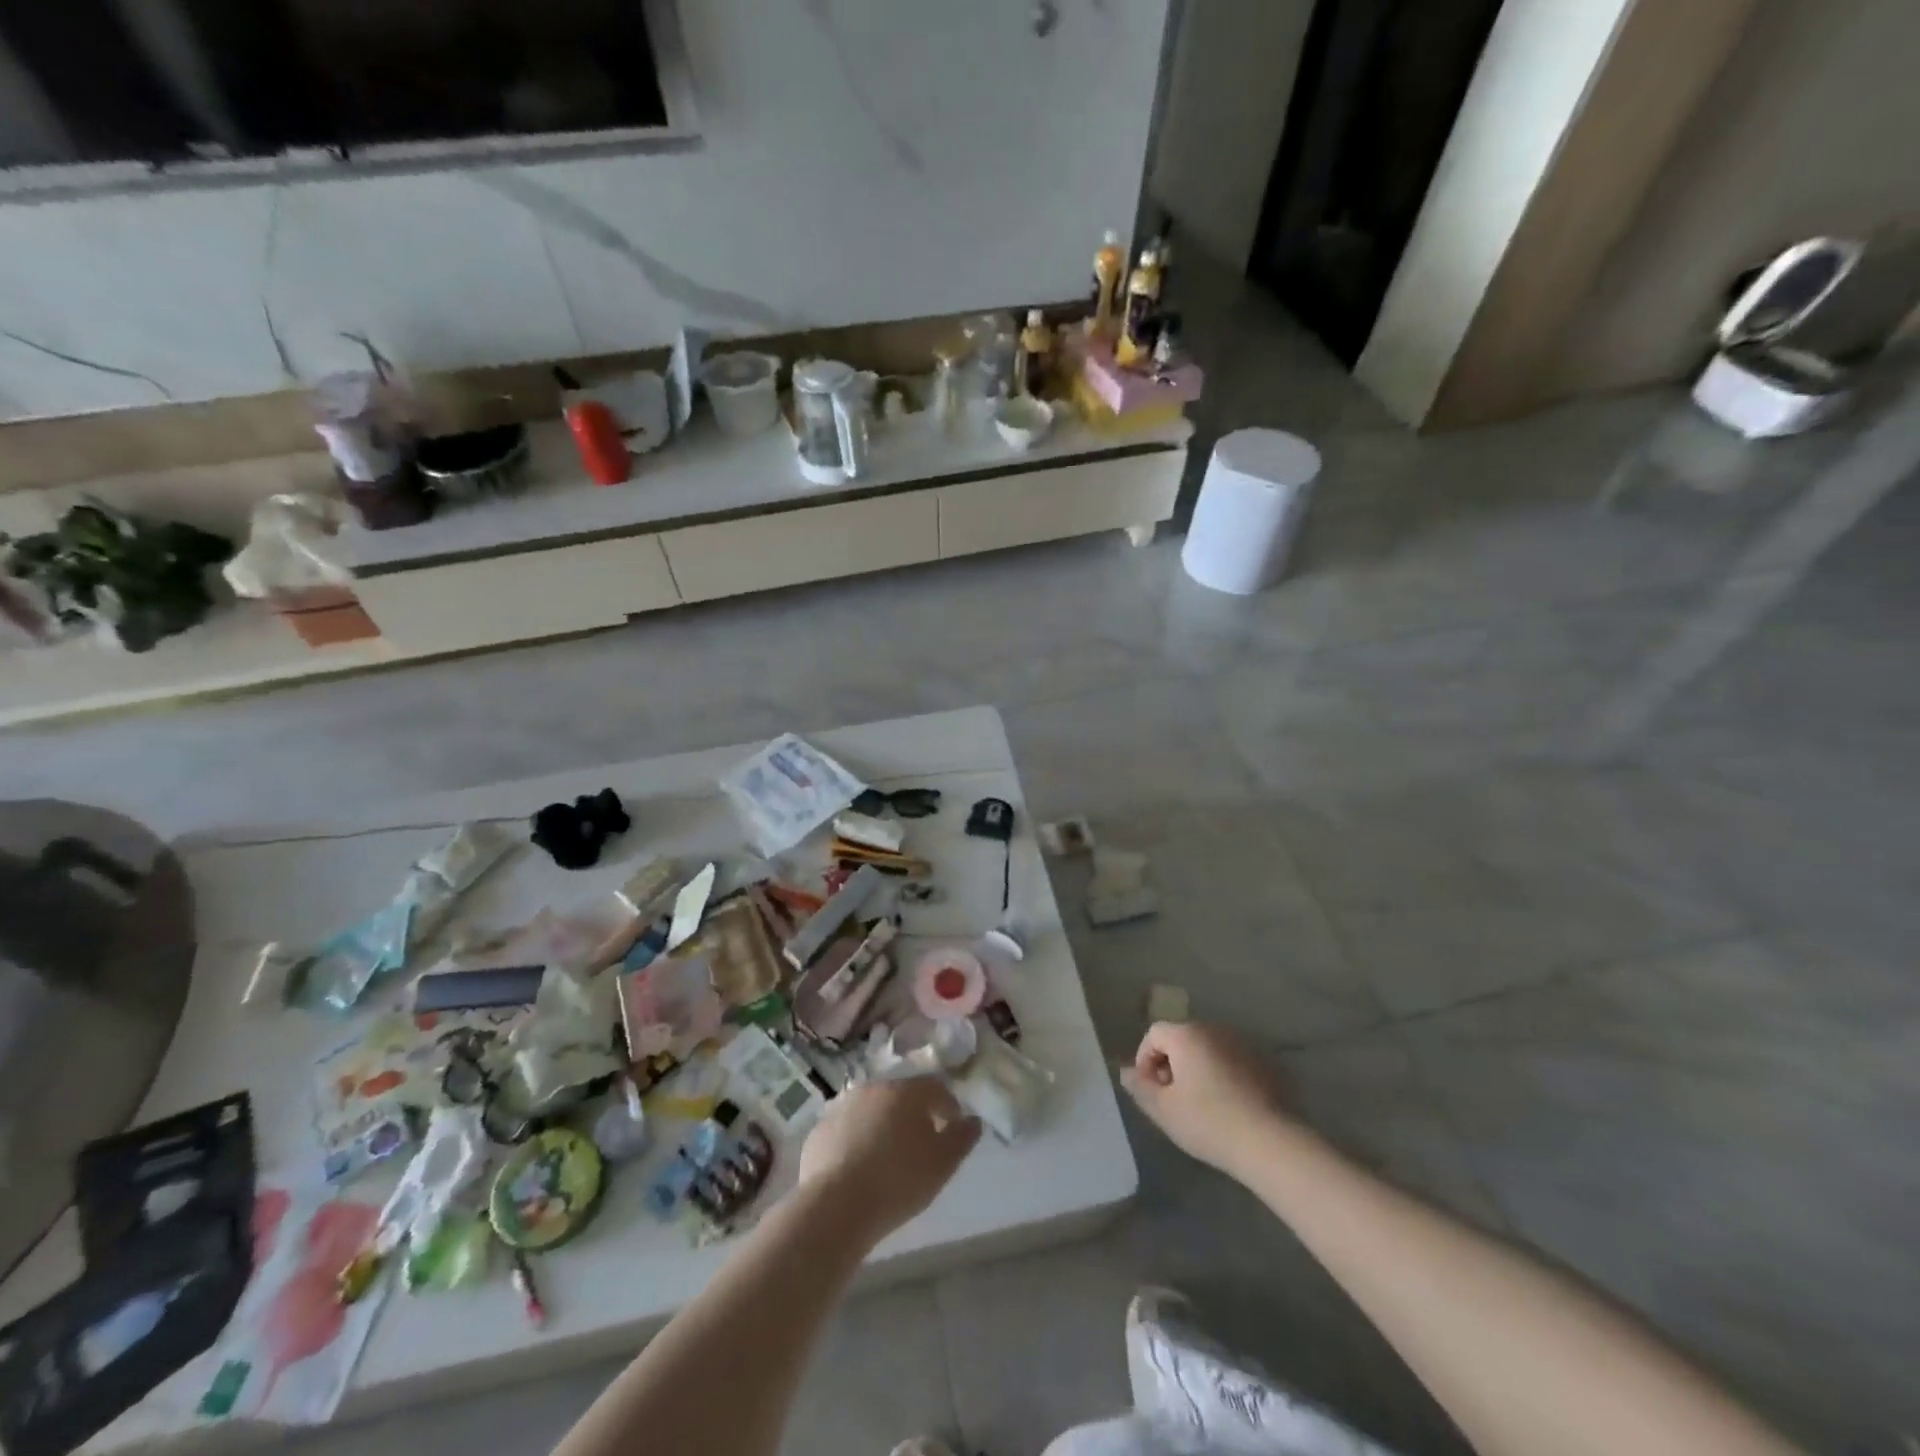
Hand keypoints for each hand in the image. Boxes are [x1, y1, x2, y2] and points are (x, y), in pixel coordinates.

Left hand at [799, 1079, 980, 1243]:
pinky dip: (856, 1140)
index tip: (952, 1128)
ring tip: (888, 1158)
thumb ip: (962, 1138)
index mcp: (906, 1091)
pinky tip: (859, 1168)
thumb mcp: (943, 1164)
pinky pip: (846, 1129)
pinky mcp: (819, 1130)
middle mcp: (873, 1088)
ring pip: (871, 1110)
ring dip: (883, 1125)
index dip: (947, 1106)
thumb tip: (973, 1120)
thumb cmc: (899, 1181)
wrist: (836, 1206)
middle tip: (920, 1144)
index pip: (935, 1087)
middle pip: (901, 1096)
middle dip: (913, 1114)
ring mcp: (842, 1106)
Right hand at [1121, 1022, 1287, 1178]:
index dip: (1144, 1059)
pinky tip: (1227, 1106)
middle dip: (1171, 1063)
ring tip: (1199, 1103)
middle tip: (1171, 1097)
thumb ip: (1140, 1086)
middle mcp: (1214, 1030)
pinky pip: (1232, 1062)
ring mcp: (1242, 1044)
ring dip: (1197, 1069)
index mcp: (1186, 1035)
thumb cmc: (1208, 1122)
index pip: (1154, 1034)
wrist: (1270, 1142)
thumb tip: (1125, 1071)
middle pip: (1182, 1039)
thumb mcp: (1163, 1110)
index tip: (1149, 1089)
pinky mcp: (1265, 1063)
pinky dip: (1223, 1075)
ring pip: (1208, 1050)